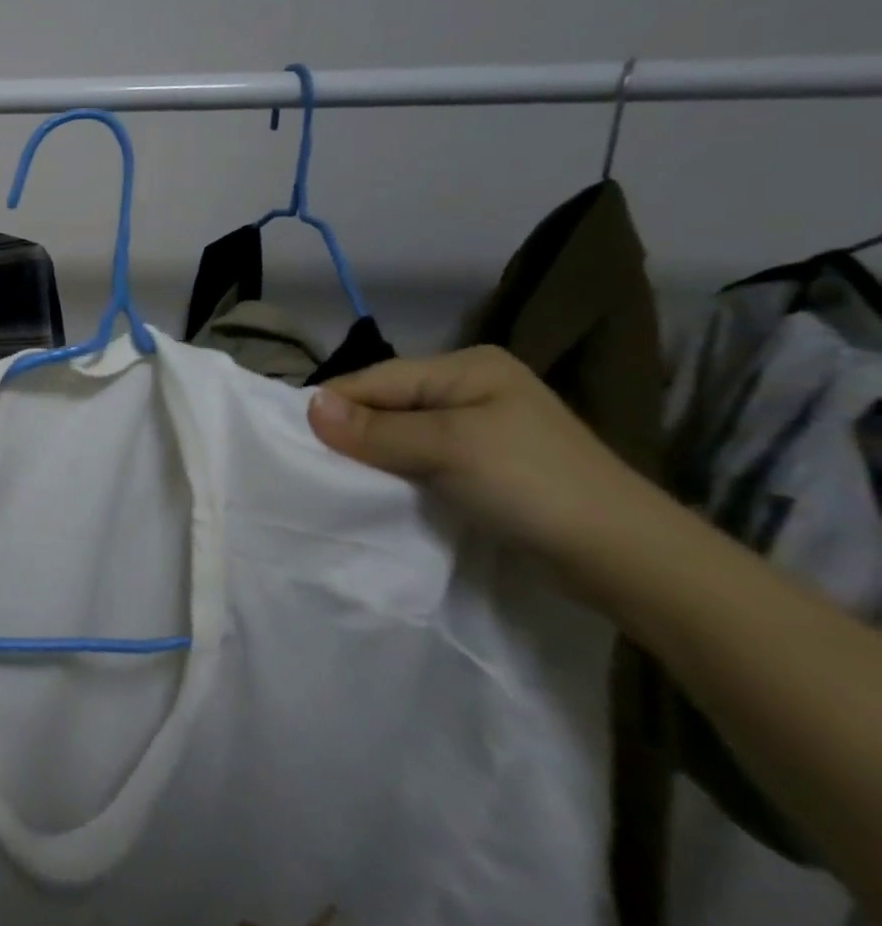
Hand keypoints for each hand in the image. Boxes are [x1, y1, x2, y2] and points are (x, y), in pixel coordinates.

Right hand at [306, 346, 665, 562]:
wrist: (628, 559)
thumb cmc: (535, 486)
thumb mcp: (448, 447)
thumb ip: (376, 428)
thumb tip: (308, 406)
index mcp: (466, 367)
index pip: (376, 378)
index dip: (336, 407)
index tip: (297, 442)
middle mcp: (470, 387)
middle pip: (386, 403)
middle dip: (352, 432)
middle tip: (316, 465)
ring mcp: (480, 427)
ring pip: (400, 433)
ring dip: (373, 455)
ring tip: (341, 480)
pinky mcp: (485, 464)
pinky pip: (420, 457)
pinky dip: (397, 471)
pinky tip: (382, 489)